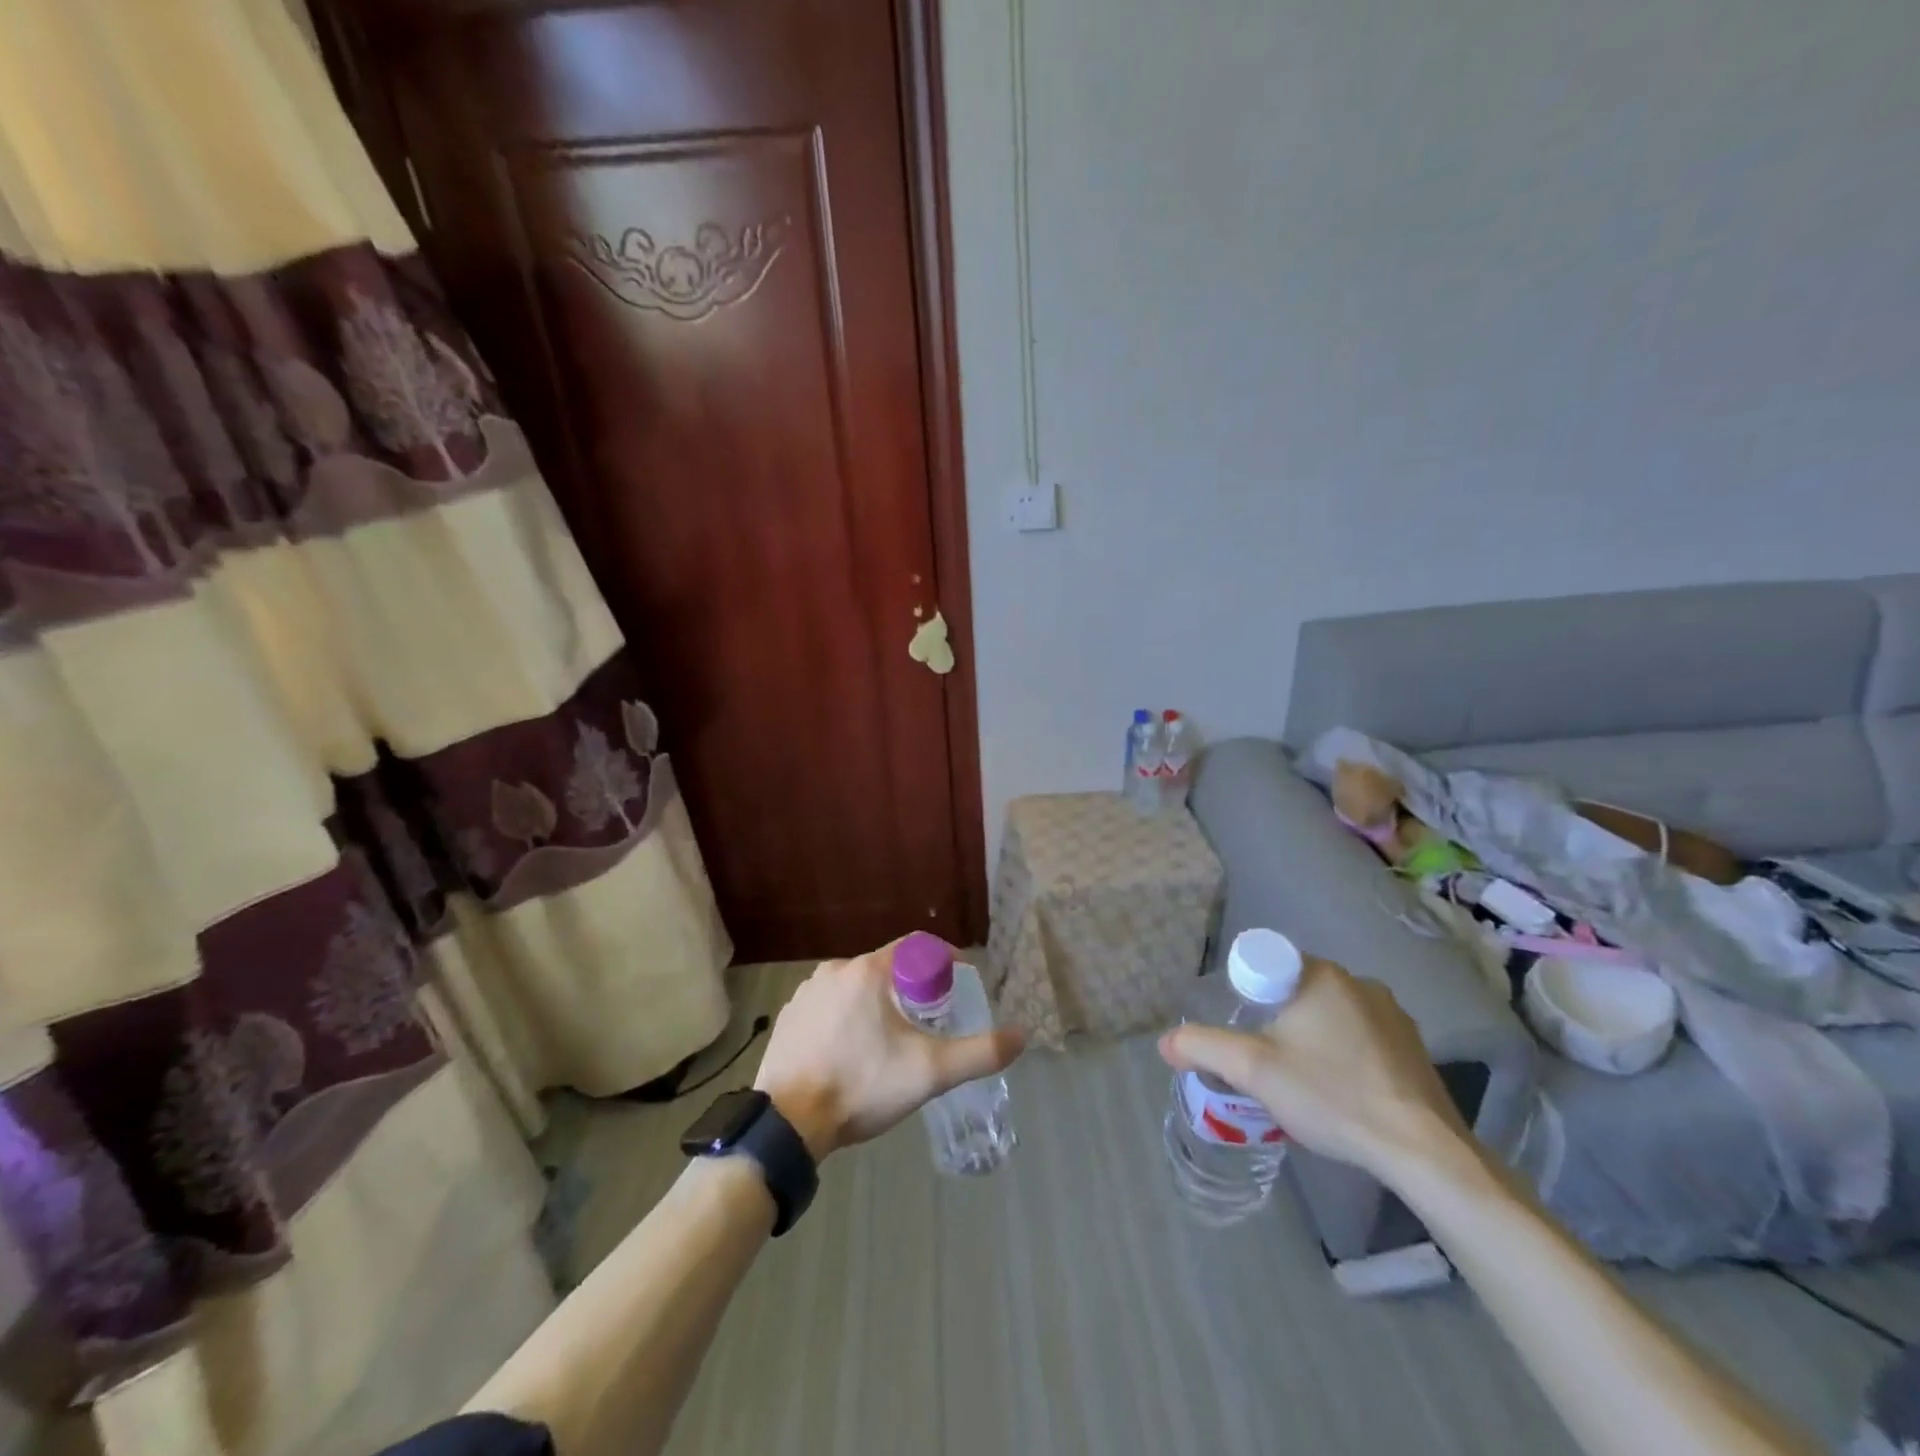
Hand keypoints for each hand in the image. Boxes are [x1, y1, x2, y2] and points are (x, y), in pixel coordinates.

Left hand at [754, 942, 1025, 1160]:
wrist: (788, 1125)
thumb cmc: (862, 1086)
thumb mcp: (929, 1072)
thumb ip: (979, 1053)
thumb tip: (1021, 1036)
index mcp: (868, 971)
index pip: (916, 946)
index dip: (942, 960)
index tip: (957, 984)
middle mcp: (834, 970)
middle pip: (886, 967)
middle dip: (911, 987)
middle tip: (928, 1020)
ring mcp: (806, 993)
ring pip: (855, 987)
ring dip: (876, 1003)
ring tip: (889, 1040)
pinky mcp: (788, 1017)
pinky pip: (828, 1006)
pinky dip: (846, 1019)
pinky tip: (851, 1051)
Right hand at [1158, 958, 1472, 1180]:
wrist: (1422, 1151)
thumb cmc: (1331, 1095)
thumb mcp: (1253, 1070)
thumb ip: (1204, 1048)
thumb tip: (1166, 1042)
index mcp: (1321, 975)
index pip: (1267, 964)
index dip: (1245, 991)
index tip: (1243, 1027)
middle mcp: (1360, 983)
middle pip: (1297, 990)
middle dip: (1276, 1018)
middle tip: (1263, 1057)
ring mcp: (1394, 1016)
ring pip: (1331, 1014)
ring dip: (1312, 1036)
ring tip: (1300, 1079)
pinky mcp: (1414, 1049)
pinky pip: (1362, 1038)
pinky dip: (1344, 1054)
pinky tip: (1340, 1091)